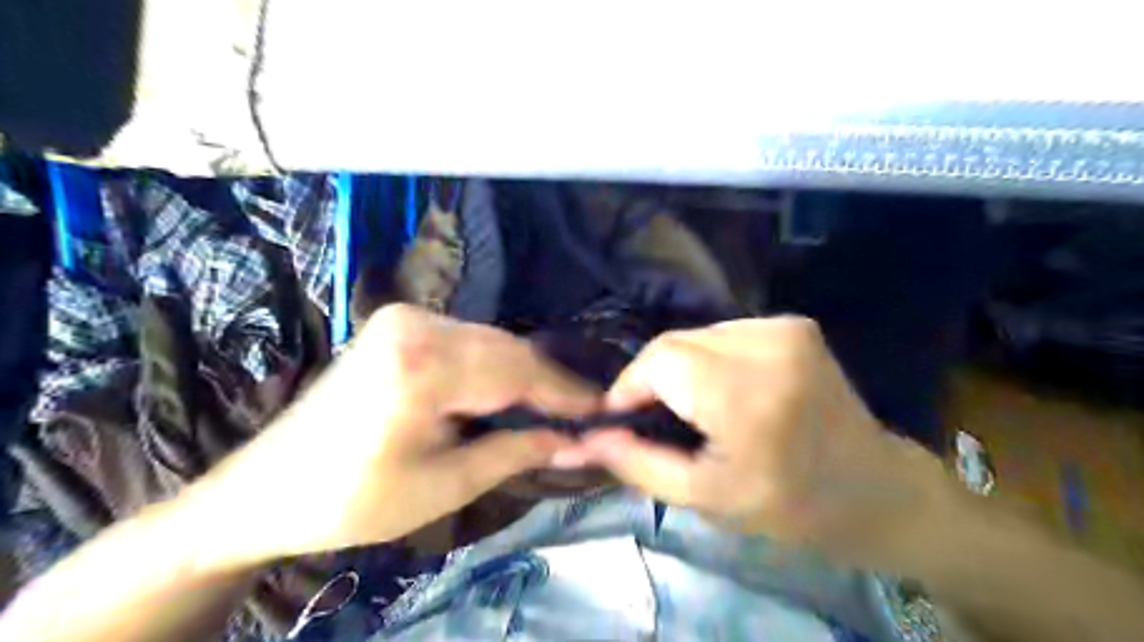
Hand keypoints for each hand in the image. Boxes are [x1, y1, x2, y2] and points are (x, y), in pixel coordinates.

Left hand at [188, 302, 599, 565]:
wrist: (267, 487)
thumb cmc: (352, 500)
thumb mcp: (444, 485)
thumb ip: (515, 453)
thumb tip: (576, 444)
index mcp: (422, 366)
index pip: (518, 372)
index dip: (565, 394)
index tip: (604, 409)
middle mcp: (417, 324)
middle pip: (509, 350)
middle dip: (549, 383)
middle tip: (585, 413)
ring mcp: (406, 317)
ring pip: (492, 341)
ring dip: (525, 373)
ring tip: (556, 406)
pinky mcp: (400, 323)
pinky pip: (469, 340)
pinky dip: (496, 365)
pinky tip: (512, 390)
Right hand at [577, 317, 958, 570]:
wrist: (872, 488)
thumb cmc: (789, 506)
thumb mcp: (704, 498)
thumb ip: (638, 464)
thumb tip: (584, 440)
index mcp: (748, 397)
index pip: (660, 360)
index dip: (630, 386)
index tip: (622, 418)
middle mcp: (768, 347)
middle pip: (674, 343)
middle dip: (651, 379)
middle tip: (652, 418)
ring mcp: (785, 328)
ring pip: (694, 335)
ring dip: (679, 368)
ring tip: (690, 407)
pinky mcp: (792, 323)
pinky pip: (722, 333)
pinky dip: (707, 359)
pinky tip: (721, 389)